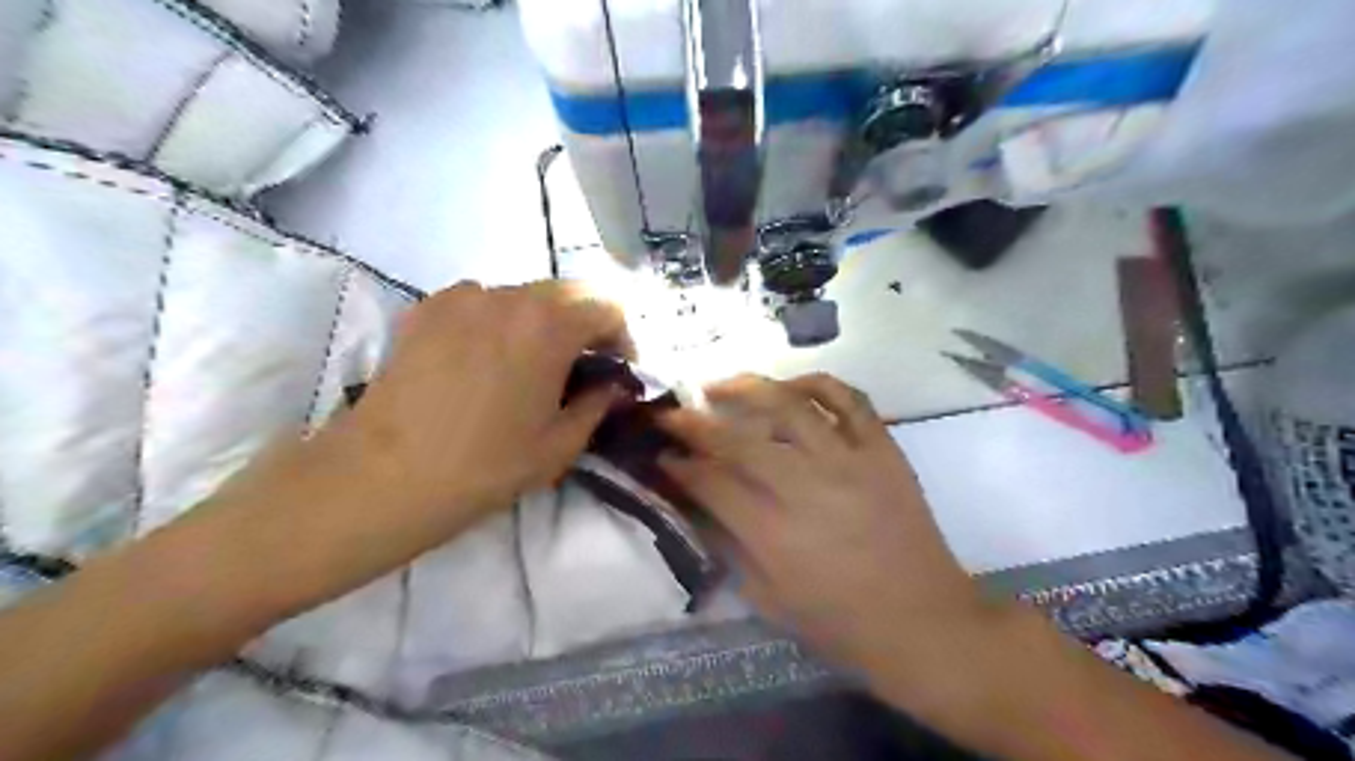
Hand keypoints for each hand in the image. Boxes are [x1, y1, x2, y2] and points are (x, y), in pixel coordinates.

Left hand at [339, 283, 636, 518]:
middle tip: (581, 365)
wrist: (384, 476)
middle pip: (567, 292)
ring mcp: (462, 297)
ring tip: (530, 364)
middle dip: (585, 324)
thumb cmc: (485, 465)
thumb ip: (598, 404)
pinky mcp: (426, 308)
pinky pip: (481, 302)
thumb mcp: (560, 445)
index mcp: (550, 326)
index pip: (607, 307)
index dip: (622, 337)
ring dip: (542, 321)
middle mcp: (509, 296)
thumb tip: (612, 385)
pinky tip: (484, 360)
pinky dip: (498, 321)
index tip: (618, 369)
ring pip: (523, 295)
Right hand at [659, 372, 992, 671]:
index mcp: (773, 533)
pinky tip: (789, 386)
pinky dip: (816, 383)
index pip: (710, 483)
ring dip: (746, 388)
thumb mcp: (768, 599)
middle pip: (738, 440)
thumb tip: (695, 502)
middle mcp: (806, 487)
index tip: (661, 454)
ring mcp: (848, 461)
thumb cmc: (840, 621)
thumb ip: (727, 546)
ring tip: (719, 384)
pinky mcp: (882, 450)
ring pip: (788, 406)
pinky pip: (848, 399)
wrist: (922, 621)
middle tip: (672, 413)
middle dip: (694, 422)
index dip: (679, 465)